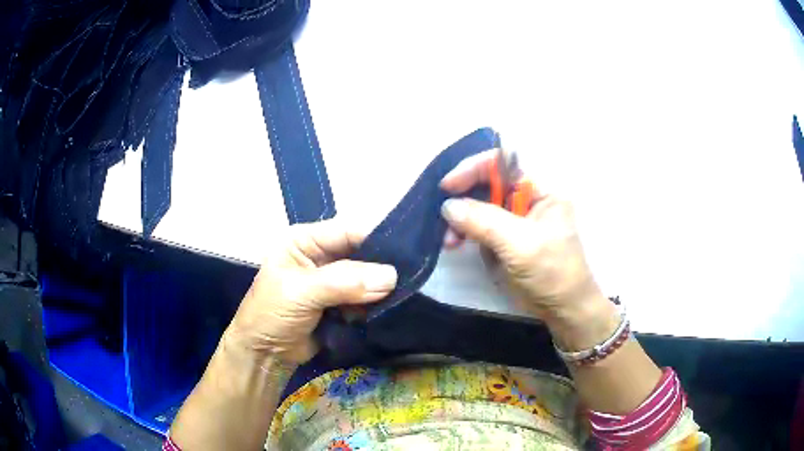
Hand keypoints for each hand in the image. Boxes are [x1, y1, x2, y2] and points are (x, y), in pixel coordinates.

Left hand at [225, 220, 397, 364]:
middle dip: (381, 265)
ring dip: (381, 287)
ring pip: (367, 276)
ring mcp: (332, 280)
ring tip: (404, 293)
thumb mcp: (301, 292)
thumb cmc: (271, 314)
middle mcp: (321, 255)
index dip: (375, 237)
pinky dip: (377, 302)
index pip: (347, 230)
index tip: (407, 250)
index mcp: (305, 240)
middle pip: (360, 252)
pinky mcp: (341, 302)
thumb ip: (344, 282)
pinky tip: (389, 307)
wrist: (265, 355)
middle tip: (411, 275)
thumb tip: (391, 276)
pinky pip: (366, 296)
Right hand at [440, 150, 611, 332]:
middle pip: (487, 183)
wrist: (562, 309)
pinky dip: (465, 233)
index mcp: (541, 190)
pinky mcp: (505, 238)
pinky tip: (456, 244)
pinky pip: (479, 226)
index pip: (504, 163)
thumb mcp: (520, 244)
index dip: (474, 168)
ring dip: (461, 220)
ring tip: (450, 241)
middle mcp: (527, 199)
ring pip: (479, 206)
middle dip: (464, 198)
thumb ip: (484, 221)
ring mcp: (515, 219)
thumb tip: (448, 205)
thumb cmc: (552, 272)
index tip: (449, 186)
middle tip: (444, 217)